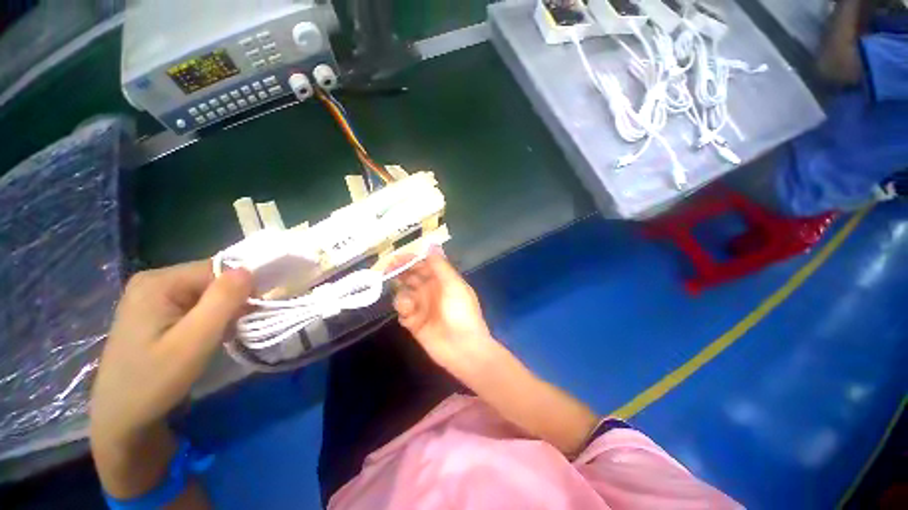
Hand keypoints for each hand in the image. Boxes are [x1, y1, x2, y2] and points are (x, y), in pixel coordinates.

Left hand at [90, 261, 251, 447]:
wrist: (122, 416)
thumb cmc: (154, 381)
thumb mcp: (193, 342)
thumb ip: (222, 302)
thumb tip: (248, 270)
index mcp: (158, 282)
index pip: (218, 269)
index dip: (241, 289)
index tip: (249, 315)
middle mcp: (154, 280)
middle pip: (212, 279)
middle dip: (231, 301)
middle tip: (233, 329)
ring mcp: (152, 294)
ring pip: (206, 292)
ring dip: (222, 311)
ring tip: (219, 336)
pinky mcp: (155, 309)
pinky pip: (195, 302)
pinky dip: (209, 317)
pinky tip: (205, 336)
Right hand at [392, 251, 495, 377]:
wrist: (463, 347)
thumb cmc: (461, 312)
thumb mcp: (453, 284)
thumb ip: (440, 265)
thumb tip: (431, 244)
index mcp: (442, 280)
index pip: (423, 265)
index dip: (411, 260)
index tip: (397, 258)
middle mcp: (431, 291)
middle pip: (411, 277)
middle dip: (400, 273)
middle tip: (388, 271)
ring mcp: (422, 307)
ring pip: (404, 294)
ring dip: (402, 295)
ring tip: (408, 304)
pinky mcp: (415, 323)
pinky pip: (403, 312)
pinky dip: (403, 310)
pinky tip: (409, 315)